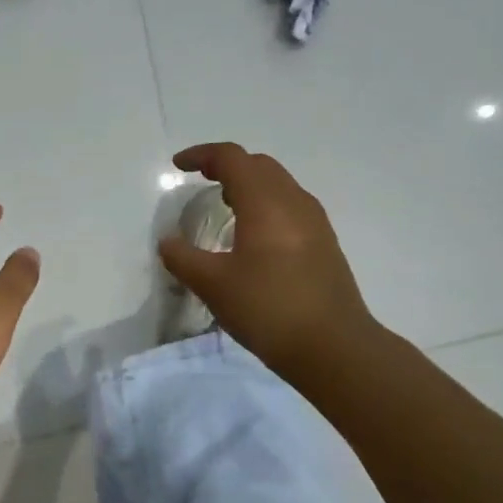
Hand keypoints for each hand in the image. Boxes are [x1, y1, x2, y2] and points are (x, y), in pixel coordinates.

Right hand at [157, 143, 379, 378]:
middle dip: (227, 165)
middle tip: (201, 180)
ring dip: (249, 184)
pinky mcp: (324, 243)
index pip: (232, 158)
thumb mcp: (213, 285)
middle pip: (258, 165)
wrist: (334, 347)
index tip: (178, 166)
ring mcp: (315, 222)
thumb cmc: (268, 308)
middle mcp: (293, 202)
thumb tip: (168, 242)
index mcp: (265, 202)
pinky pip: (290, 206)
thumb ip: (183, 258)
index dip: (202, 155)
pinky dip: (265, 204)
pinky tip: (253, 235)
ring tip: (224, 204)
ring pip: (278, 184)